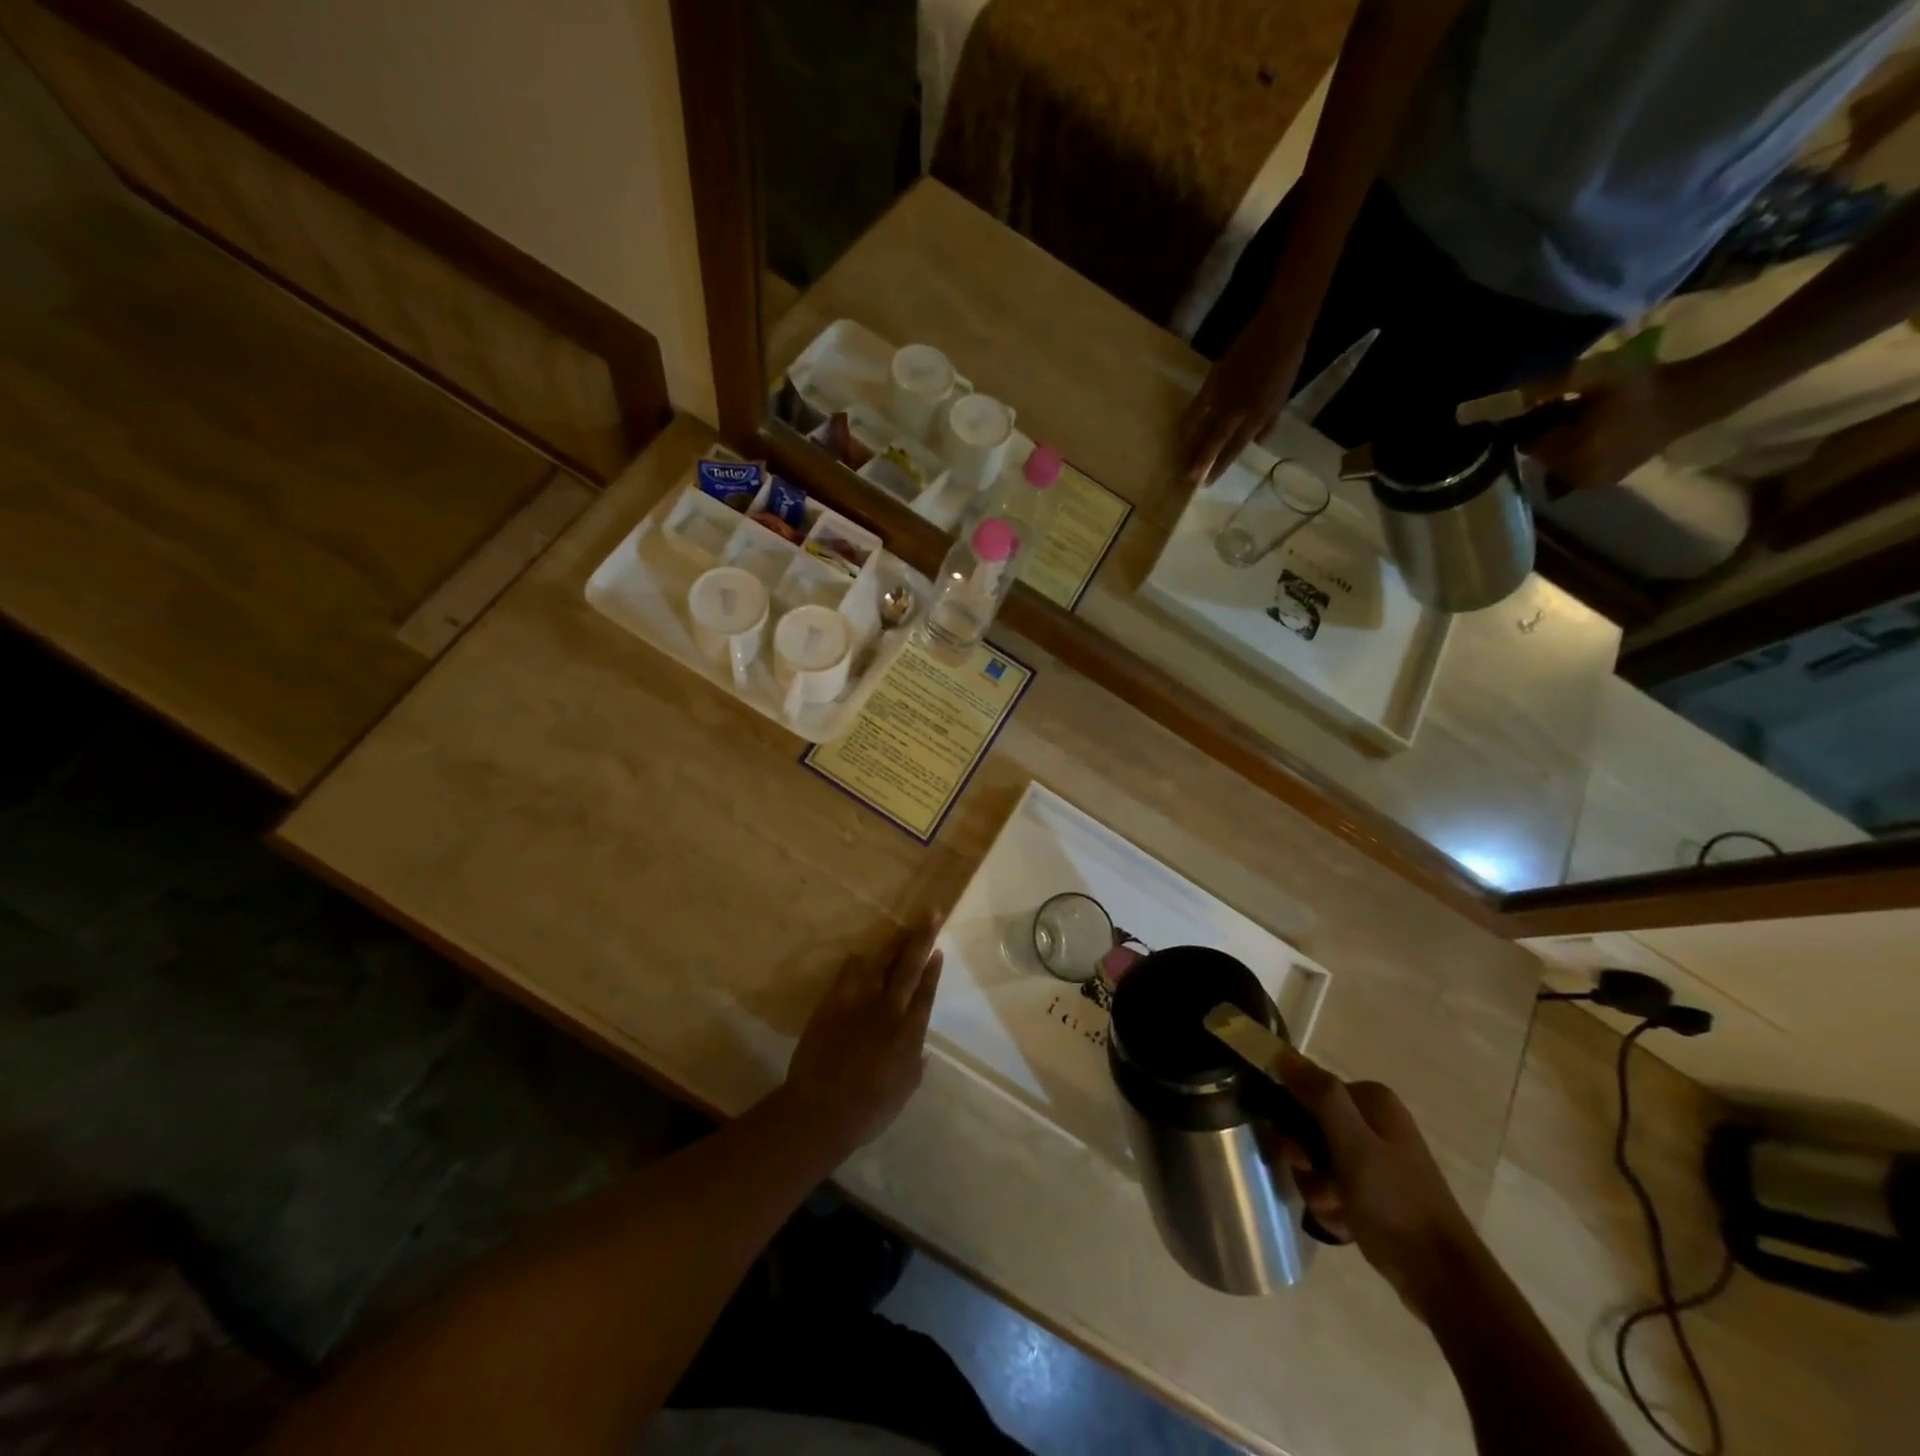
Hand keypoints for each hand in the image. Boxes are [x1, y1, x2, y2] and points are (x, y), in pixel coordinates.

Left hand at [783, 918, 943, 1155]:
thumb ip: (914, 1067)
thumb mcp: (903, 1092)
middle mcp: (889, 1010)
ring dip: (894, 943)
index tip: (939, 949)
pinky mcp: (833, 1003)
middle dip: (922, 939)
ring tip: (904, 925)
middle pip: (909, 968)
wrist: (822, 1108)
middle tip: (932, 915)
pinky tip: (859, 955)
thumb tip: (921, 1051)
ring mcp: (860, 1003)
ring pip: (881, 964)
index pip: (925, 993)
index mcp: (909, 1033)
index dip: (932, 970)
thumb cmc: (869, 1110)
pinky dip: (855, 965)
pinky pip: (847, 975)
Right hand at [1180, 311, 1308, 484]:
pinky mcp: (1211, 382)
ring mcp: (1221, 398)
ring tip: (1179, 460)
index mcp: (1256, 418)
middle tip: (1186, 479)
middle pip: (1213, 443)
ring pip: (1202, 428)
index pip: (1233, 450)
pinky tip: (1180, 432)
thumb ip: (1268, 424)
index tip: (1207, 483)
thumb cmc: (1285, 366)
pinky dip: (1188, 420)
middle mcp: (1236, 413)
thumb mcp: (1282, 400)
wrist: (1278, 331)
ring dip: (1190, 446)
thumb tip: (1255, 443)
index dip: (1219, 467)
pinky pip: (1196, 407)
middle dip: (1199, 462)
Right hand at [1272, 1045, 1478, 1308]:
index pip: (1306, 1091)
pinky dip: (1331, 1204)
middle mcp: (1372, 1119)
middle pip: (1309, 1127)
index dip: (1293, 1123)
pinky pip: (1332, 1184)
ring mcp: (1374, 1155)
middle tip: (1320, 1188)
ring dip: (1316, 1188)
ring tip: (1335, 1211)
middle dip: (1306, 1163)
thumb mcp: (1353, 1145)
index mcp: (1371, 1099)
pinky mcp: (1375, 1187)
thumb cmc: (1396, 1204)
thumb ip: (1319, 1095)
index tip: (1299, 1156)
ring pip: (1316, 1159)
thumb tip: (1280, 1052)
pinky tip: (1345, 1224)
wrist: (1442, 1279)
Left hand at [1519, 361, 1717, 494]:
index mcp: (1572, 453)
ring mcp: (1588, 483)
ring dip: (1561, 443)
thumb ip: (1559, 381)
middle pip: (1540, 455)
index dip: (1535, 424)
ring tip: (1588, 420)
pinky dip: (1574, 452)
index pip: (1528, 443)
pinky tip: (1596, 432)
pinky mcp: (1601, 483)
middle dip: (1549, 434)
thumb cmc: (1642, 384)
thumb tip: (1522, 392)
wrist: (1691, 398)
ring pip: (1554, 462)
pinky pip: (1571, 469)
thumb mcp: (1599, 372)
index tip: (1554, 404)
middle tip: (1573, 409)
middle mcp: (1574, 476)